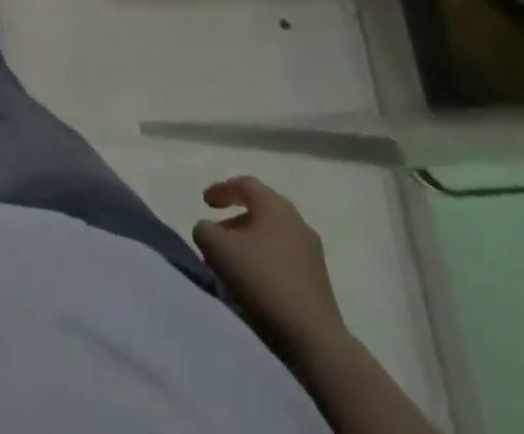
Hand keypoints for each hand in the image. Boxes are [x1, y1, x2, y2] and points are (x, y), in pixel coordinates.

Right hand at [192, 175, 345, 356]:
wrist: (314, 340)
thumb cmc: (262, 281)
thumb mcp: (218, 249)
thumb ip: (204, 230)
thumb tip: (208, 231)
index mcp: (275, 206)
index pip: (245, 185)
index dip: (222, 189)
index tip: (204, 202)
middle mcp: (297, 222)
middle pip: (261, 210)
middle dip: (235, 219)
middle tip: (216, 234)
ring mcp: (312, 254)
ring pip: (273, 237)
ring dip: (249, 243)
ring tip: (231, 263)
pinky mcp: (319, 283)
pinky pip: (284, 260)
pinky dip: (265, 262)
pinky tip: (253, 283)